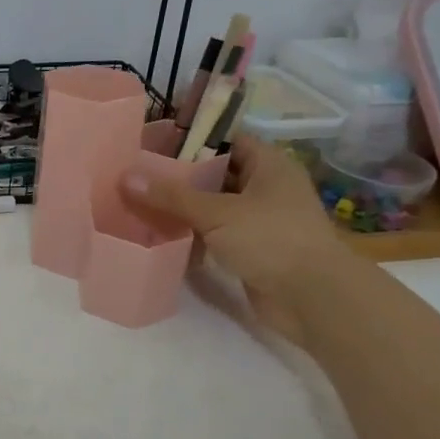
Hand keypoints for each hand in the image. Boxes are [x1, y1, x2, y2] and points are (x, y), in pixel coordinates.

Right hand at [121, 137, 346, 341]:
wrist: (314, 299)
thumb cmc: (272, 240)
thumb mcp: (217, 212)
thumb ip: (171, 195)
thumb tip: (125, 177)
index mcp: (269, 165)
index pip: (226, 139)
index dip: (192, 138)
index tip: (153, 143)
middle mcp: (266, 188)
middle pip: (216, 174)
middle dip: (180, 176)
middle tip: (138, 175)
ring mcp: (260, 221)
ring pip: (214, 207)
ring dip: (183, 209)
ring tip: (140, 204)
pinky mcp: (252, 251)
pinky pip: (216, 235)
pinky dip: (192, 236)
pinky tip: (160, 237)